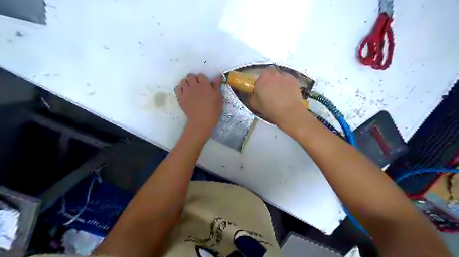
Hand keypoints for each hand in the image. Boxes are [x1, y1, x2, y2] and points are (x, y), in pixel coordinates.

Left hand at [175, 73, 221, 134]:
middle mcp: (194, 86)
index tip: (205, 85)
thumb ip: (217, 86)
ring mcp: (186, 92)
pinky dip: (180, 89)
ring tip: (190, 89)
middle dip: (193, 79)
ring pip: (183, 81)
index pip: (201, 76)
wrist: (201, 121)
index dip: (202, 79)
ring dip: (186, 83)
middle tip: (197, 86)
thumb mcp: (218, 98)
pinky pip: (177, 88)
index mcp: (205, 85)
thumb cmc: (213, 111)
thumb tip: (218, 77)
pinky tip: (184, 93)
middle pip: (190, 76)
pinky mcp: (180, 98)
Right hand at [250, 69, 305, 129]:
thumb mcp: (254, 105)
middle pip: (270, 75)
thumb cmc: (270, 108)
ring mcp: (285, 76)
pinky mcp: (294, 81)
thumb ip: (252, 97)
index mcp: (262, 78)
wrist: (289, 112)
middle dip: (269, 81)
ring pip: (279, 78)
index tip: (261, 91)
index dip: (260, 84)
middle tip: (270, 92)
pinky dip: (287, 86)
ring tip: (280, 94)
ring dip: (278, 83)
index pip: (259, 77)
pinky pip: (288, 81)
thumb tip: (253, 95)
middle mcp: (274, 74)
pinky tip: (287, 95)